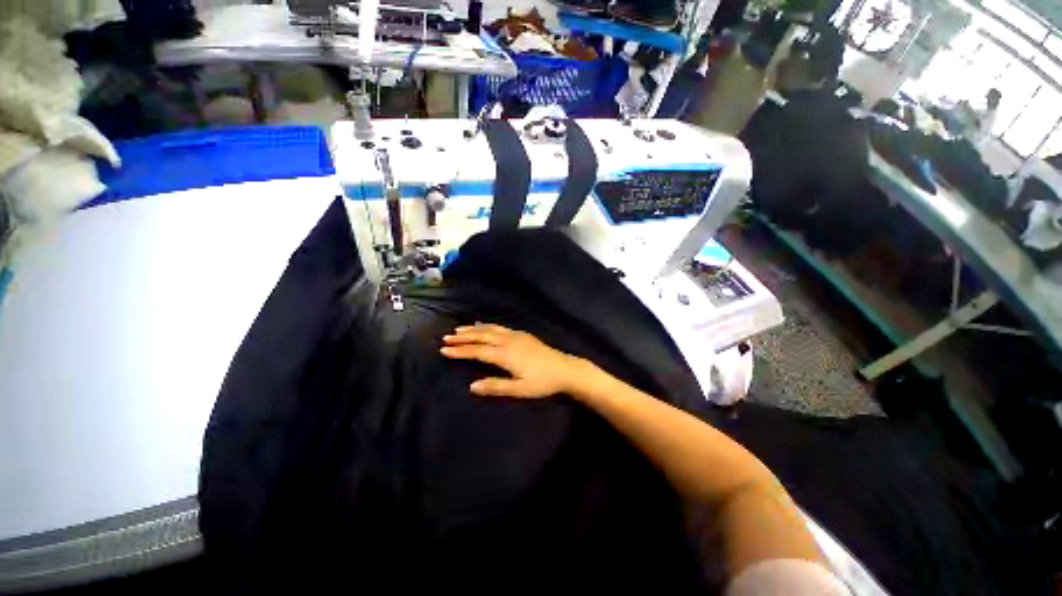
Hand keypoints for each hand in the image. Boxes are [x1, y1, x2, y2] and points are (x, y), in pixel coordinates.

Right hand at [440, 324, 588, 397]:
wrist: (564, 369)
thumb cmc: (542, 382)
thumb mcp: (519, 389)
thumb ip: (495, 386)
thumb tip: (471, 386)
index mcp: (506, 355)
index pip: (477, 351)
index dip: (460, 351)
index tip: (444, 349)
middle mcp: (508, 341)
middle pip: (481, 336)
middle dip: (463, 337)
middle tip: (446, 337)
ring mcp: (516, 335)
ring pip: (490, 329)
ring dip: (473, 329)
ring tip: (459, 329)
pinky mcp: (523, 334)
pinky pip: (500, 327)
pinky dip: (487, 326)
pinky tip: (484, 326)